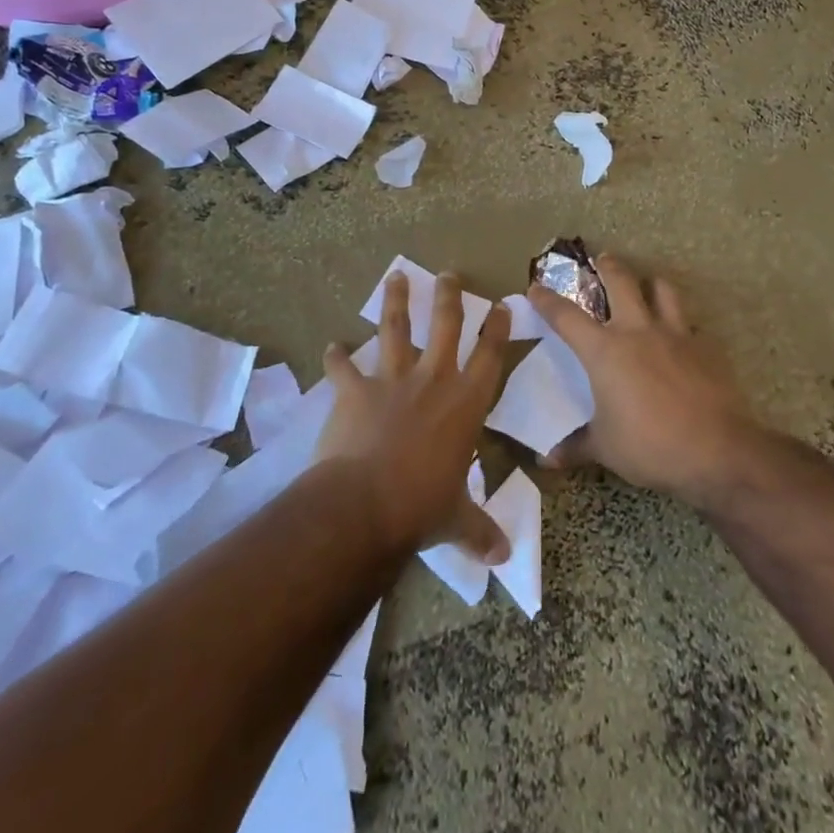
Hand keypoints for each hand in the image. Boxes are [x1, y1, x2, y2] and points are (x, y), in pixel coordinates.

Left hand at [317, 272, 512, 563]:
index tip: (500, 304)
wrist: (364, 505)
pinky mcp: (355, 390)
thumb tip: (503, 558)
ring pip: (396, 328)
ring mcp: (392, 380)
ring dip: (396, 301)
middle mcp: (433, 380)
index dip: (497, 328)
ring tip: (395, 277)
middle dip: (449, 297)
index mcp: (466, 403)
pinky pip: (343, 368)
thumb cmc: (422, 507)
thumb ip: (479, 531)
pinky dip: (336, 357)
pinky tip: (330, 346)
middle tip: (449, 274)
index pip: (490, 356)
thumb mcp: (456, 520)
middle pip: (446, 325)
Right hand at [528, 255, 756, 506]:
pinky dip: (682, 326)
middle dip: (608, 266)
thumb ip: (576, 447)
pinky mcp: (704, 347)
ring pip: (663, 290)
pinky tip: (682, 339)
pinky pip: (691, 325)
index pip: (567, 317)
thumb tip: (547, 460)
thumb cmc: (650, 445)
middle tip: (603, 258)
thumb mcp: (606, 449)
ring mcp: (675, 335)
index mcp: (605, 351)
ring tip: (649, 285)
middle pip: (621, 282)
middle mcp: (638, 331)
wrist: (716, 450)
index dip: (547, 301)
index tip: (535, 288)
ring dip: (652, 283)